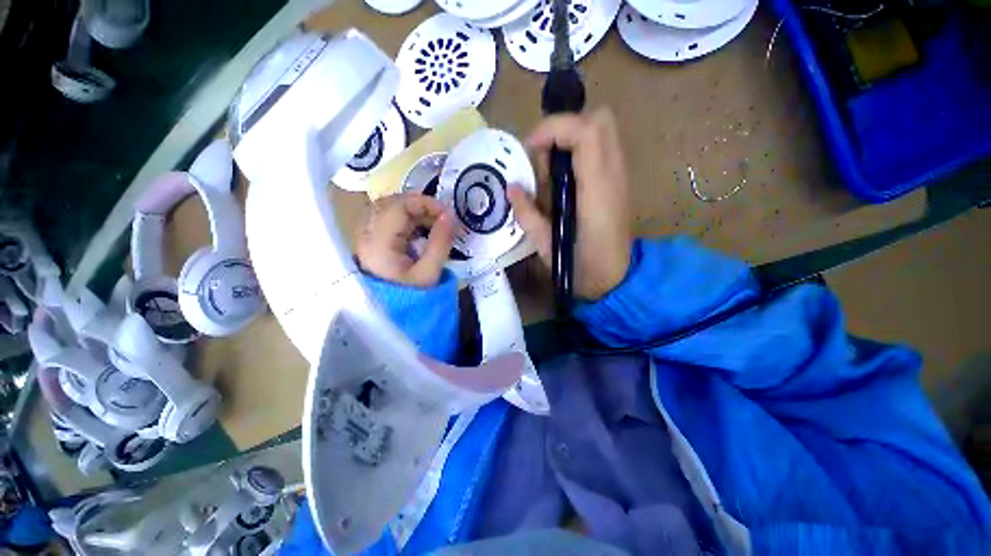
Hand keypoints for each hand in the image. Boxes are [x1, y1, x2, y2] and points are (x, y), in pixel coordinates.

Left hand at [355, 192, 454, 286]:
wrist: (391, 315)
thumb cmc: (412, 296)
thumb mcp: (430, 273)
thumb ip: (441, 242)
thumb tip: (451, 215)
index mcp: (378, 243)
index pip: (398, 206)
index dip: (425, 203)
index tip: (448, 214)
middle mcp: (366, 235)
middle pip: (391, 203)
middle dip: (420, 205)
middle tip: (442, 218)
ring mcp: (366, 237)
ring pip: (389, 209)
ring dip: (414, 211)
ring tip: (434, 224)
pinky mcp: (372, 241)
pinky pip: (388, 219)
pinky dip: (407, 220)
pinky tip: (421, 231)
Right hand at [508, 108, 631, 300]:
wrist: (616, 281)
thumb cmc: (582, 269)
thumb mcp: (546, 246)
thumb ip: (527, 215)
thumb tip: (511, 188)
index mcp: (597, 190)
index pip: (585, 132)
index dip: (553, 129)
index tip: (530, 148)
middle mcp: (614, 175)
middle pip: (599, 120)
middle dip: (564, 128)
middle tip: (542, 158)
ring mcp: (619, 176)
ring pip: (601, 131)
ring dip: (570, 139)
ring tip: (550, 174)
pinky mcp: (617, 183)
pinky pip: (601, 149)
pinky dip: (578, 152)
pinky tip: (563, 181)